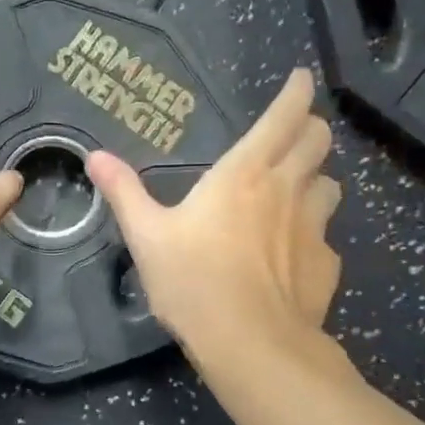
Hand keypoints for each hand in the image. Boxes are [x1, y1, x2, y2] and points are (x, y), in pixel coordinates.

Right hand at [86, 67, 341, 352]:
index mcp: (244, 174)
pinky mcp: (327, 264)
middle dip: (310, 129)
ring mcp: (314, 228)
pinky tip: (293, 254)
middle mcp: (286, 190)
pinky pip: (326, 236)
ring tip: (296, 191)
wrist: (251, 344)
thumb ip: (124, 193)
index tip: (302, 79)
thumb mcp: (147, 237)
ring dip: (315, 179)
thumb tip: (95, 156)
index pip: (284, 116)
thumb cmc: (193, 282)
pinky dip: (313, 233)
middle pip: (318, 141)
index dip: (296, 93)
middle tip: (295, 132)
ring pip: (330, 186)